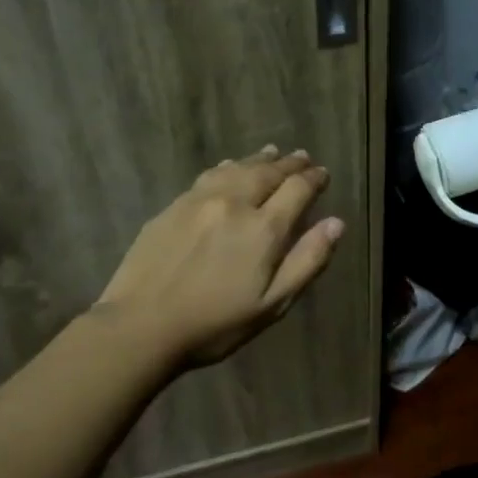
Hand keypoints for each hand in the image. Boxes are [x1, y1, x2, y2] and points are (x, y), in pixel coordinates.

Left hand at [93, 145, 344, 367]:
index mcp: (263, 228)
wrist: (141, 325)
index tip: (322, 174)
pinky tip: (230, 166)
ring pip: (237, 168)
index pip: (297, 189)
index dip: (313, 179)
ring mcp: (200, 200)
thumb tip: (336, 223)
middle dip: (289, 164)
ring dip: (259, 159)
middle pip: (268, 172)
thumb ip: (307, 261)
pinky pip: (209, 175)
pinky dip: (229, 165)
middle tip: (302, 157)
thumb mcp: (273, 304)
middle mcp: (234, 203)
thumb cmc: (215, 324)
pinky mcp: (173, 206)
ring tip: (272, 152)